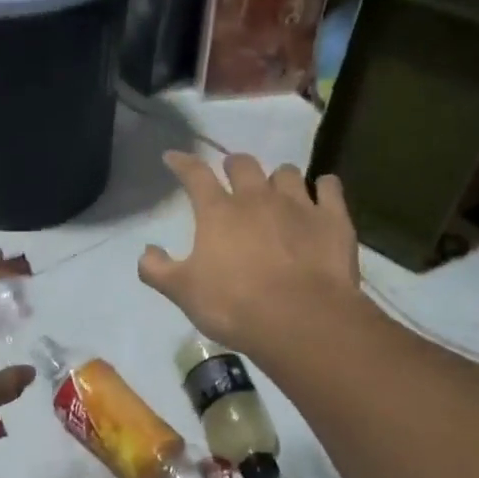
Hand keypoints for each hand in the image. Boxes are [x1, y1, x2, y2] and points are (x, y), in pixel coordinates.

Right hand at [138, 151, 362, 356]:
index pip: (195, 175)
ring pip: (287, 173)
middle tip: (232, 175)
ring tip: (277, 191)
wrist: (300, 319)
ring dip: (278, 178)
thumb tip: (146, 251)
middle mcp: (257, 198)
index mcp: (218, 212)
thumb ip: (158, 270)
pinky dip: (323, 187)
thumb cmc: (234, 306)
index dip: (182, 163)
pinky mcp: (333, 218)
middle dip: (234, 166)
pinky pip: (330, 187)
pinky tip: (322, 194)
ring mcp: (299, 204)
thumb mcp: (183, 293)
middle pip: (244, 165)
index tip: (173, 158)